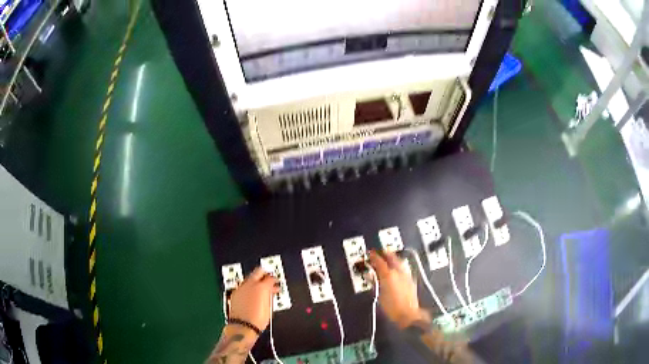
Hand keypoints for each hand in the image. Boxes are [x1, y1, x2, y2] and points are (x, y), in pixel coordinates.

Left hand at [228, 267, 279, 332]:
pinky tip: (250, 294)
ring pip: (249, 278)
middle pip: (258, 271)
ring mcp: (241, 288)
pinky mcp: (235, 293)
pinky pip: (242, 286)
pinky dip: (248, 287)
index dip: (275, 280)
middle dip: (264, 273)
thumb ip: (269, 295)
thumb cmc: (258, 320)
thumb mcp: (269, 307)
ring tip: (259, 288)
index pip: (270, 278)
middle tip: (268, 278)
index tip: (276, 283)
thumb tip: (270, 292)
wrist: (243, 326)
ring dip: (255, 280)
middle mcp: (250, 284)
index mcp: (261, 287)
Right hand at [369, 250, 429, 328]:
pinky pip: (404, 268)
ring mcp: (406, 275)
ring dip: (393, 258)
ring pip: (399, 261)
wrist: (408, 314)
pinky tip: (397, 268)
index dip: (374, 256)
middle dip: (385, 253)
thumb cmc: (392, 308)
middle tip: (380, 252)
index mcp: (388, 275)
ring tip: (389, 257)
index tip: (370, 253)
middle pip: (392, 257)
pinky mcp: (411, 280)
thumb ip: (375, 283)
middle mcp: (399, 272)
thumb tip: (371, 276)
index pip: (379, 261)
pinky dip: (399, 265)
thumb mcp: (379, 295)